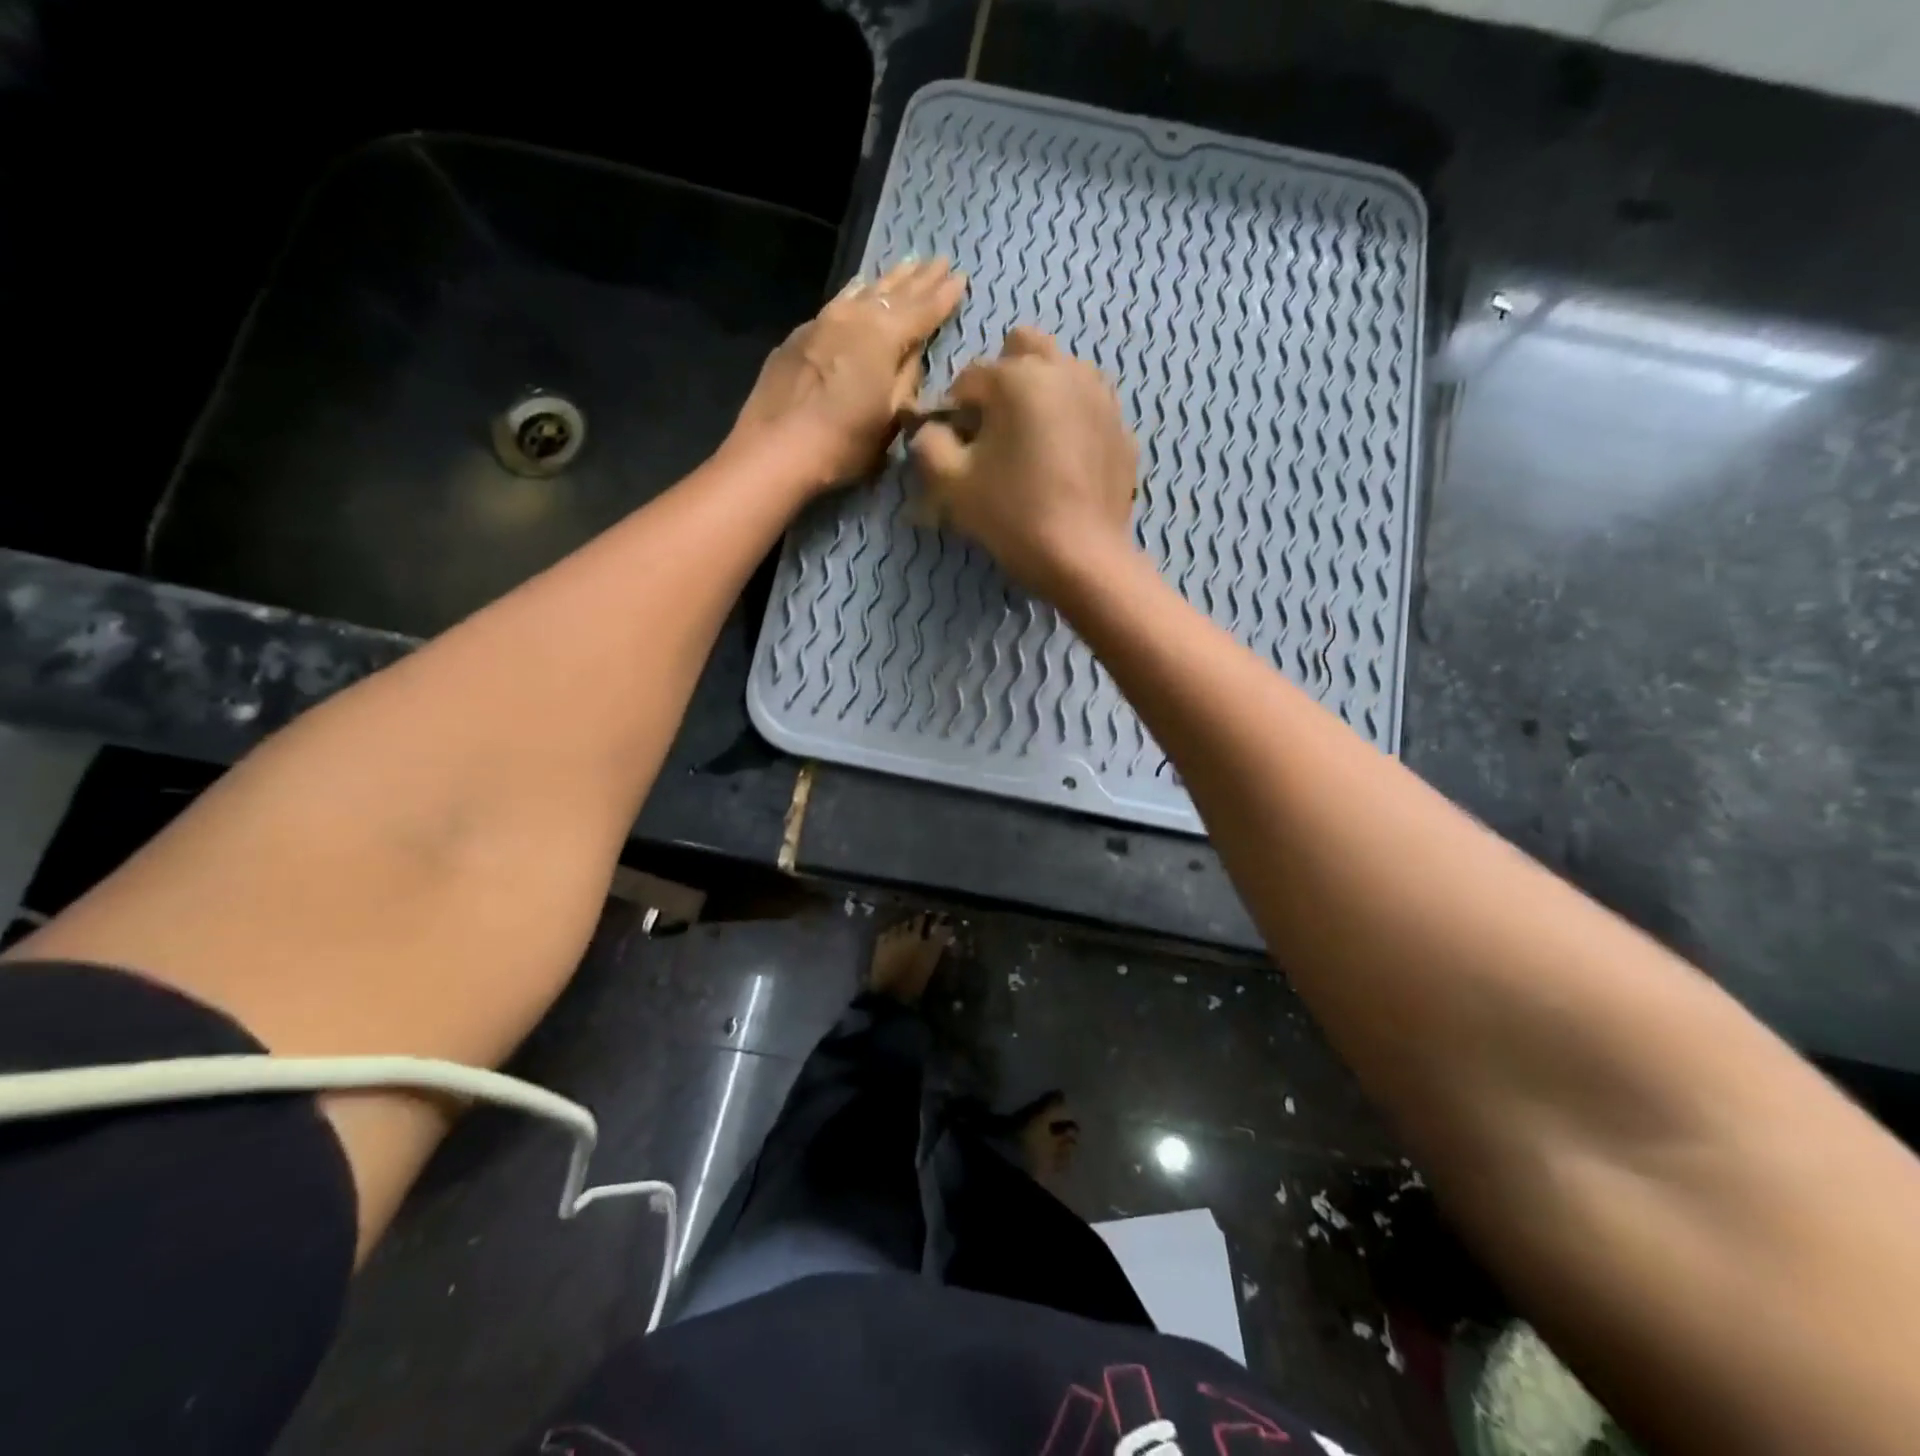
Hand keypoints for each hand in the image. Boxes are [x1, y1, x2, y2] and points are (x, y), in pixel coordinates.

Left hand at [730, 257, 966, 490]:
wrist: (775, 450)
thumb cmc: (843, 443)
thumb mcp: (890, 421)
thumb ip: (907, 382)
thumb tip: (913, 357)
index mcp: (884, 337)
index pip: (923, 310)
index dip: (943, 295)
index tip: (961, 277)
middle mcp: (855, 318)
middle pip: (893, 292)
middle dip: (919, 278)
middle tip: (940, 260)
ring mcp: (823, 322)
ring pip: (863, 292)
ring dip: (887, 280)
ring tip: (906, 265)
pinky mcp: (799, 336)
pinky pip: (838, 303)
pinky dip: (856, 294)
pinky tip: (858, 290)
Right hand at [909, 327, 1139, 598]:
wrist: (1083, 558)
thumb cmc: (1012, 516)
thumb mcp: (952, 484)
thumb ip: (929, 444)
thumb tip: (932, 430)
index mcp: (1018, 377)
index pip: (969, 378)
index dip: (955, 412)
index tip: (957, 447)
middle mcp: (1064, 371)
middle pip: (1023, 348)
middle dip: (1003, 379)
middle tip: (996, 429)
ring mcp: (1101, 397)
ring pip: (1062, 371)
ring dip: (1041, 392)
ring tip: (1032, 442)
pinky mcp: (1122, 429)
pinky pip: (1089, 407)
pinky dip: (1072, 420)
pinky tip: (1065, 462)